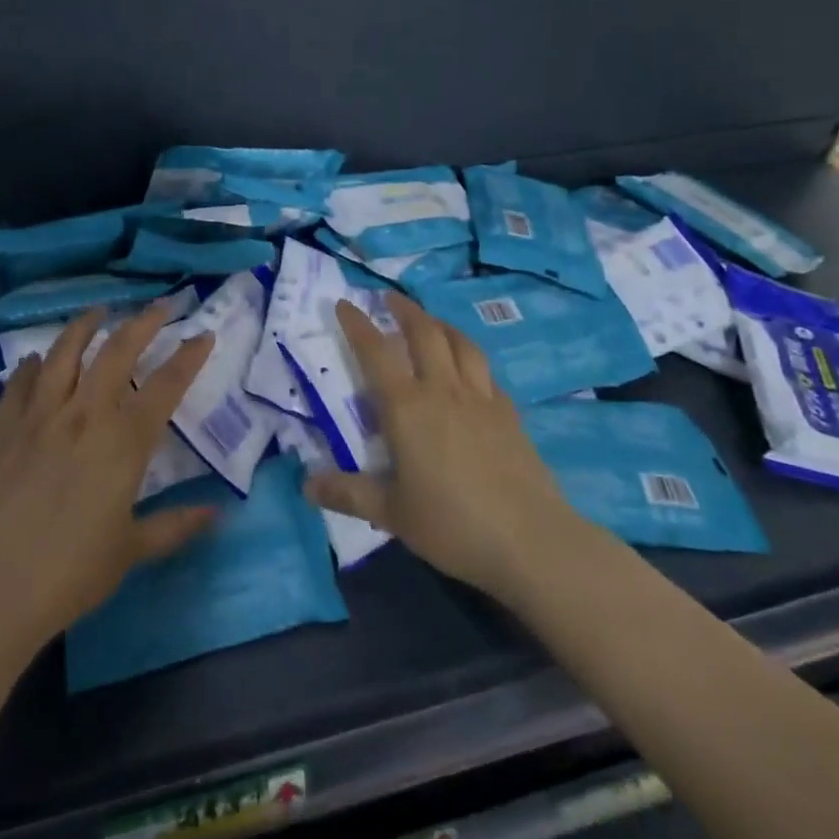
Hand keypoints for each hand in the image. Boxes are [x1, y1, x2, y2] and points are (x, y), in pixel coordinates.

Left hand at [0, 303, 216, 649]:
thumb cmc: (69, 574)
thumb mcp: (130, 552)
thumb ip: (175, 526)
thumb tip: (218, 514)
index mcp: (122, 441)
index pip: (165, 386)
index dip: (188, 357)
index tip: (203, 335)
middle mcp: (84, 414)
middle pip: (117, 351)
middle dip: (143, 322)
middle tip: (159, 305)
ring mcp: (39, 416)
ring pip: (65, 353)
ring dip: (84, 325)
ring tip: (98, 310)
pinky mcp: (3, 428)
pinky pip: (20, 383)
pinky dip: (32, 365)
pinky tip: (37, 360)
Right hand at [306, 294, 576, 605]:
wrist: (531, 541)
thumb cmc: (453, 525)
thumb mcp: (392, 512)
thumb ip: (348, 494)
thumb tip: (307, 486)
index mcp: (407, 407)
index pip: (375, 352)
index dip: (357, 325)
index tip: (343, 303)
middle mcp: (442, 390)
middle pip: (424, 333)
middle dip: (404, 310)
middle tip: (390, 298)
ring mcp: (480, 398)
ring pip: (460, 343)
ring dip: (440, 324)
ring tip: (429, 320)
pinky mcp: (509, 413)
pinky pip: (484, 370)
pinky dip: (468, 356)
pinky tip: (468, 368)